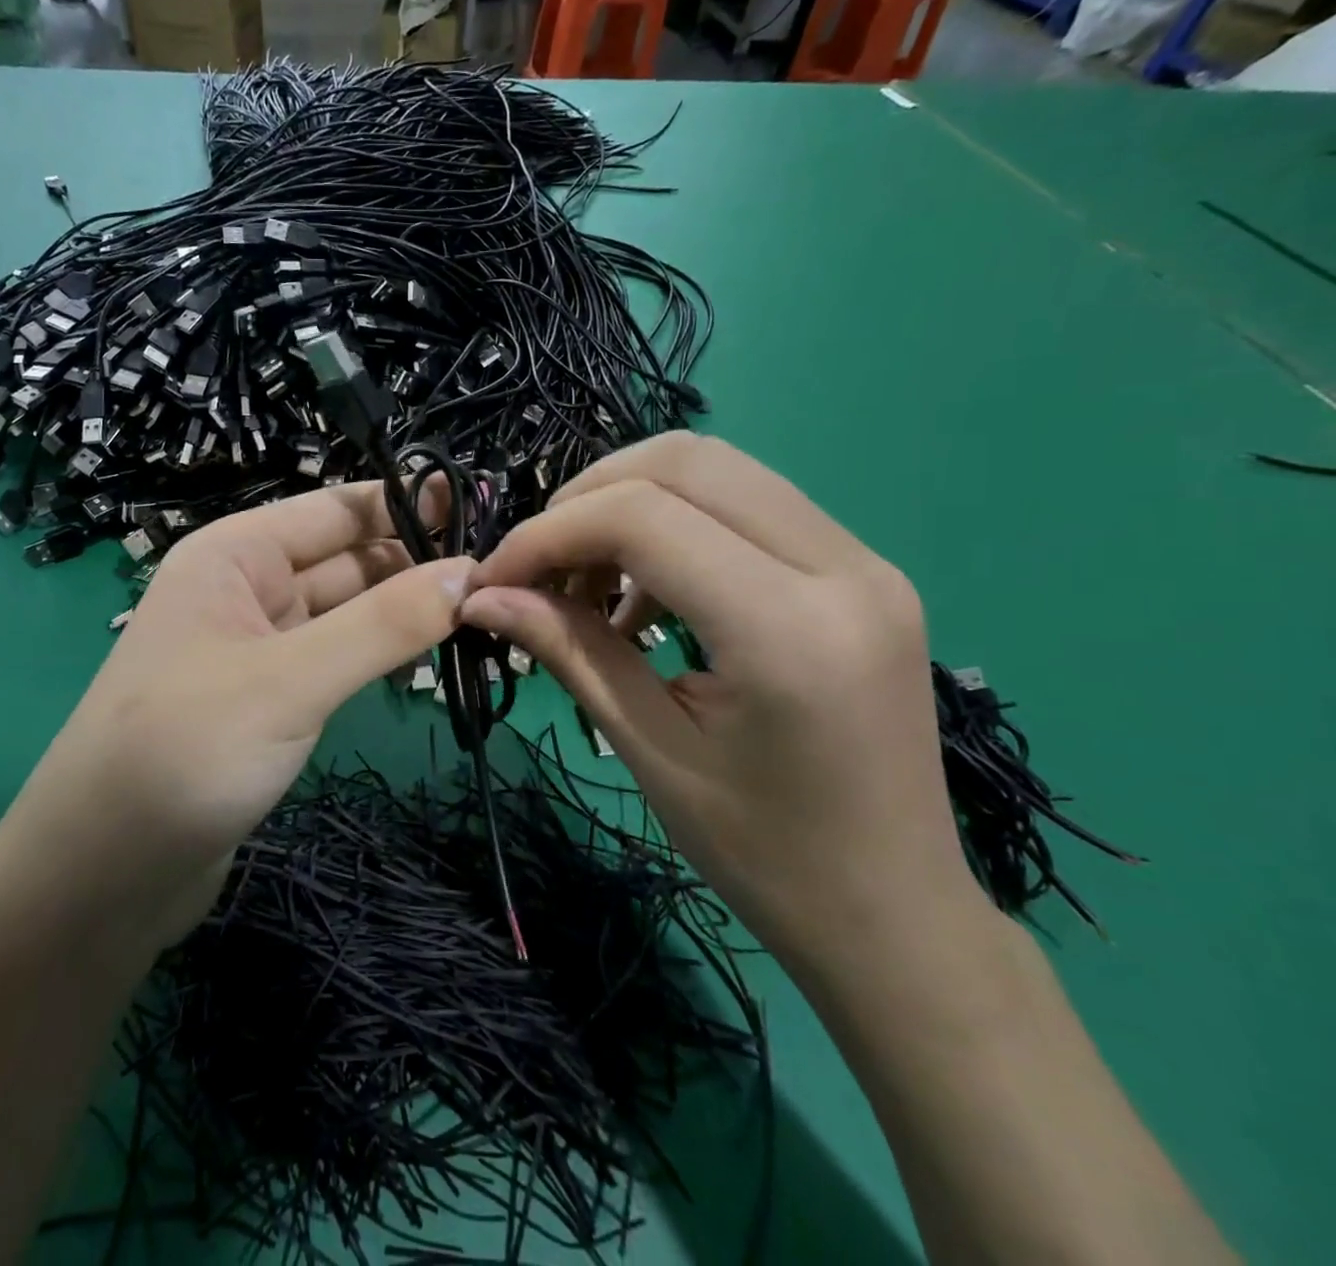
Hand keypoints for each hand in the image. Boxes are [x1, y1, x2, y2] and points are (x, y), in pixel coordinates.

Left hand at [25, 482, 474, 948]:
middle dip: (415, 564)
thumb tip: (469, 574)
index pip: (336, 509)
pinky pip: (336, 658)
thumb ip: (382, 625)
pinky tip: (427, 661)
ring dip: (403, 612)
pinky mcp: (269, 700)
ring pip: (345, 612)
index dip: (409, 507)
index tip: (484, 513)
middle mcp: (246, 589)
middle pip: (346, 559)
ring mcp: (257, 647)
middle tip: (501, 579)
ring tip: (483, 615)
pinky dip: (378, 655)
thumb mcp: (290, 681)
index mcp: (236, 555)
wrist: (101, 876)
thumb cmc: (184, 752)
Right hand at [460, 433, 989, 980]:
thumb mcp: (649, 750)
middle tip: (539, 566)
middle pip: (684, 461)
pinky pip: (746, 505)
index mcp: (790, 628)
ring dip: (628, 504)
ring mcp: (863, 559)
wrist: (893, 912)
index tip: (494, 578)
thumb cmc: (764, 855)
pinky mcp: (861, 568)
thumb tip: (480, 596)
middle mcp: (843, 567)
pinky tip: (643, 595)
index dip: (548, 534)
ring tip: (586, 582)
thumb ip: (567, 651)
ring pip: (717, 469)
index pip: (643, 518)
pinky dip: (674, 526)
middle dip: (586, 498)